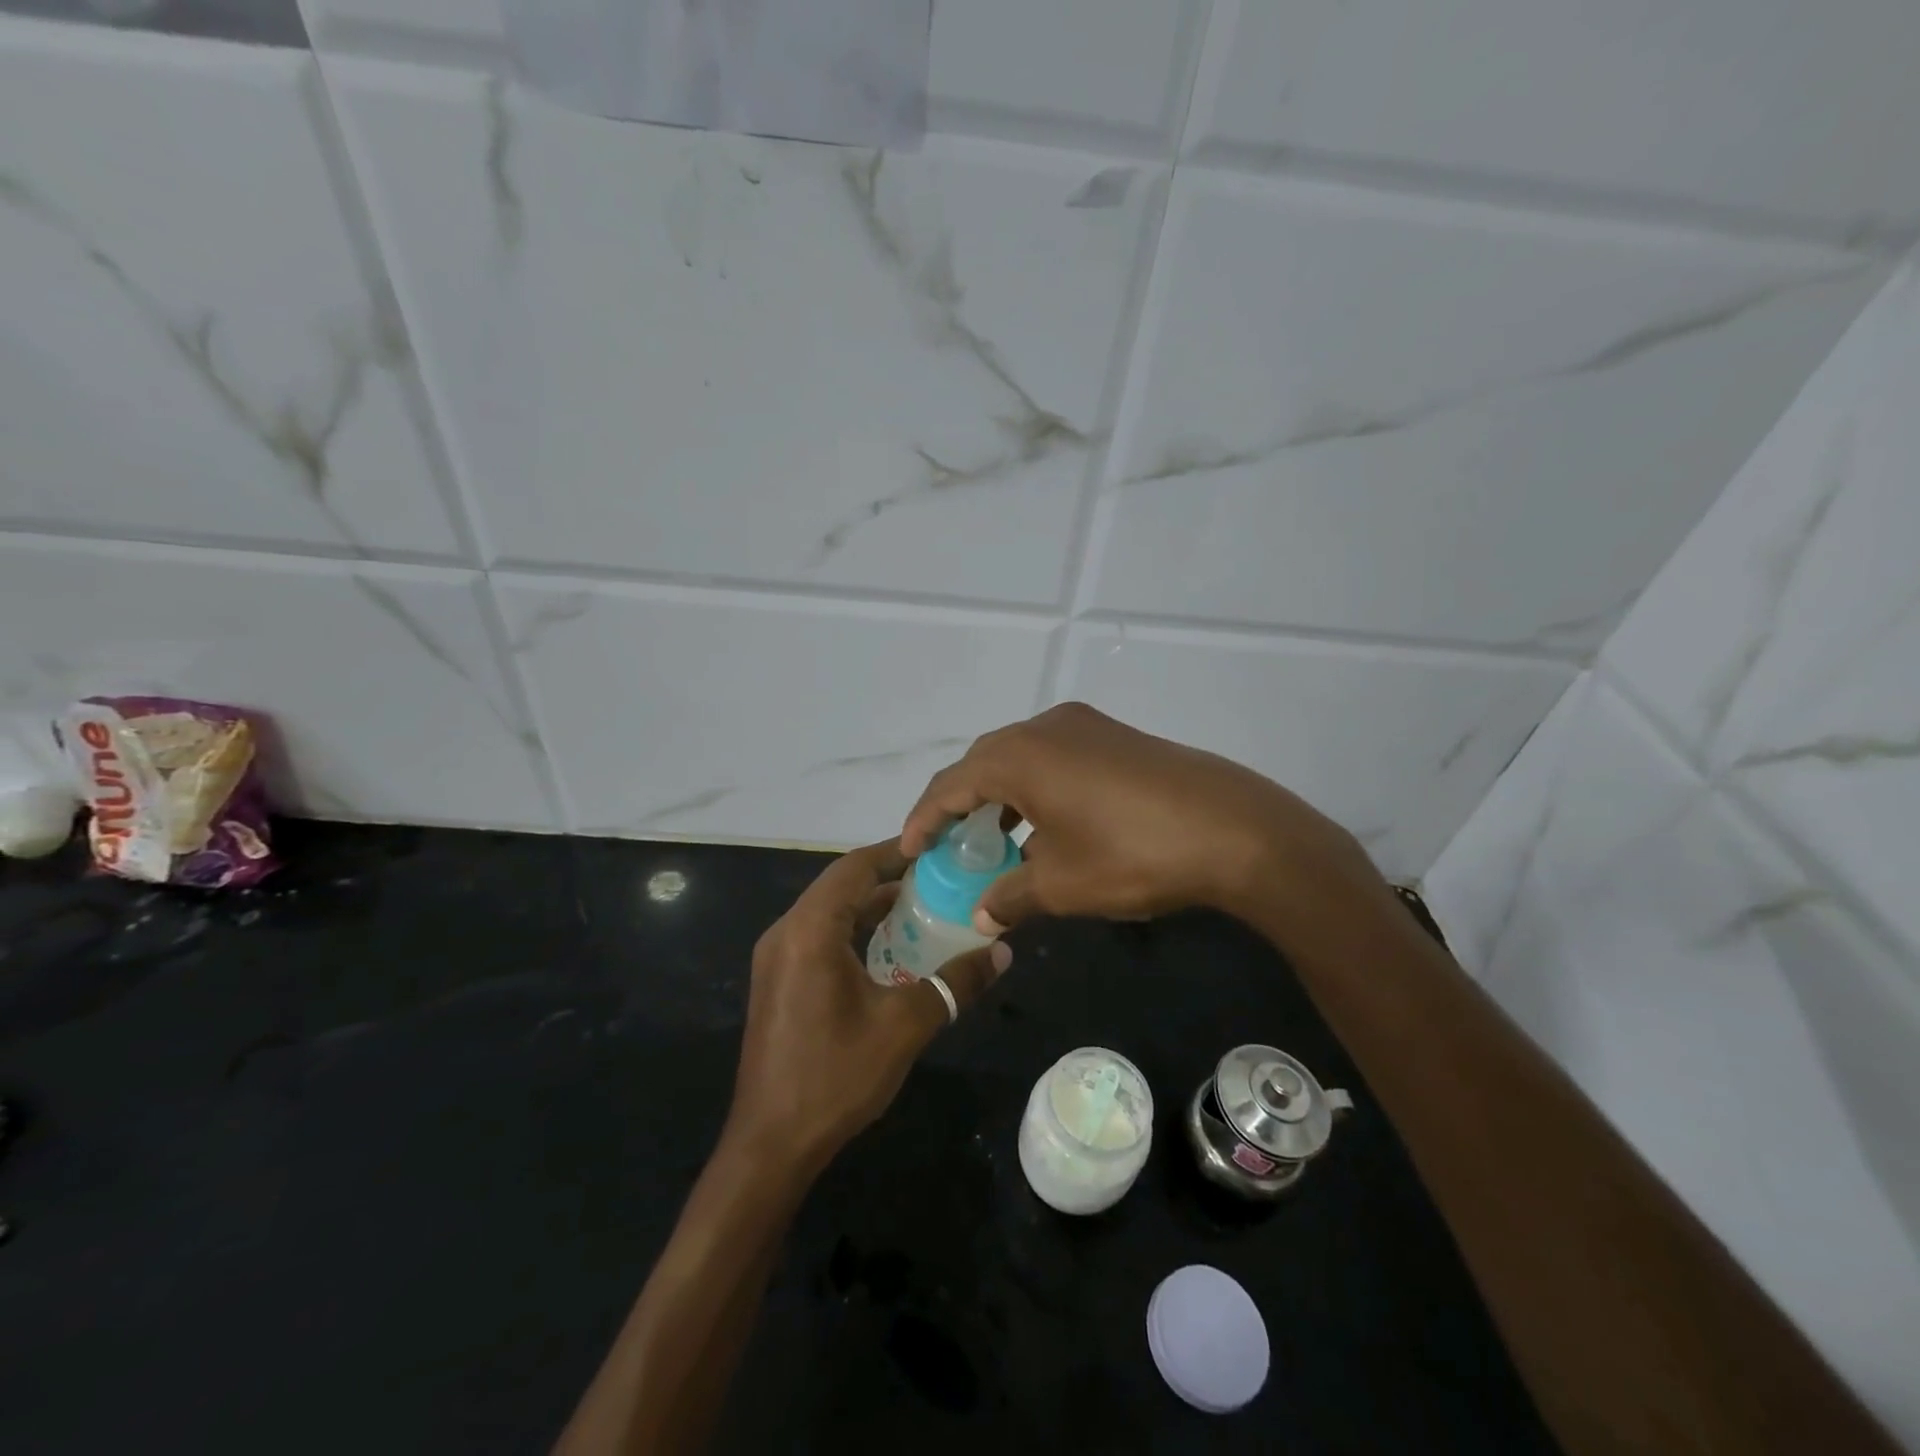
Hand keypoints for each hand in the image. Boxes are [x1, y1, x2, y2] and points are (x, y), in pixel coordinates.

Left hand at [726, 840, 1009, 1176]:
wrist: (770, 1144)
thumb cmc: (835, 1075)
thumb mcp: (905, 1025)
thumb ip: (955, 983)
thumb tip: (1002, 953)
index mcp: (810, 929)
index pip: (855, 867)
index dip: (897, 852)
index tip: (939, 849)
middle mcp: (786, 932)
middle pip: (841, 885)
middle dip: (889, 878)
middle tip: (940, 879)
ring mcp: (777, 958)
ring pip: (830, 912)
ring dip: (872, 906)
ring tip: (923, 908)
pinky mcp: (778, 982)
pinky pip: (820, 937)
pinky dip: (855, 932)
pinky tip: (891, 950)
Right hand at [902, 703, 1386, 938]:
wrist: (1235, 830)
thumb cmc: (1132, 854)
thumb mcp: (1062, 885)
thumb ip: (1011, 896)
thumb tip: (983, 915)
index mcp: (1019, 755)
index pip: (951, 784)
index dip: (924, 818)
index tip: (908, 850)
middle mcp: (1046, 727)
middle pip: (982, 762)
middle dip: (960, 803)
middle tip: (948, 844)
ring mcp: (1086, 726)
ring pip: (1021, 757)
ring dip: (1000, 795)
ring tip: (994, 837)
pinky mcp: (1116, 737)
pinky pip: (1055, 757)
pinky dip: (1036, 787)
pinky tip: (1046, 823)